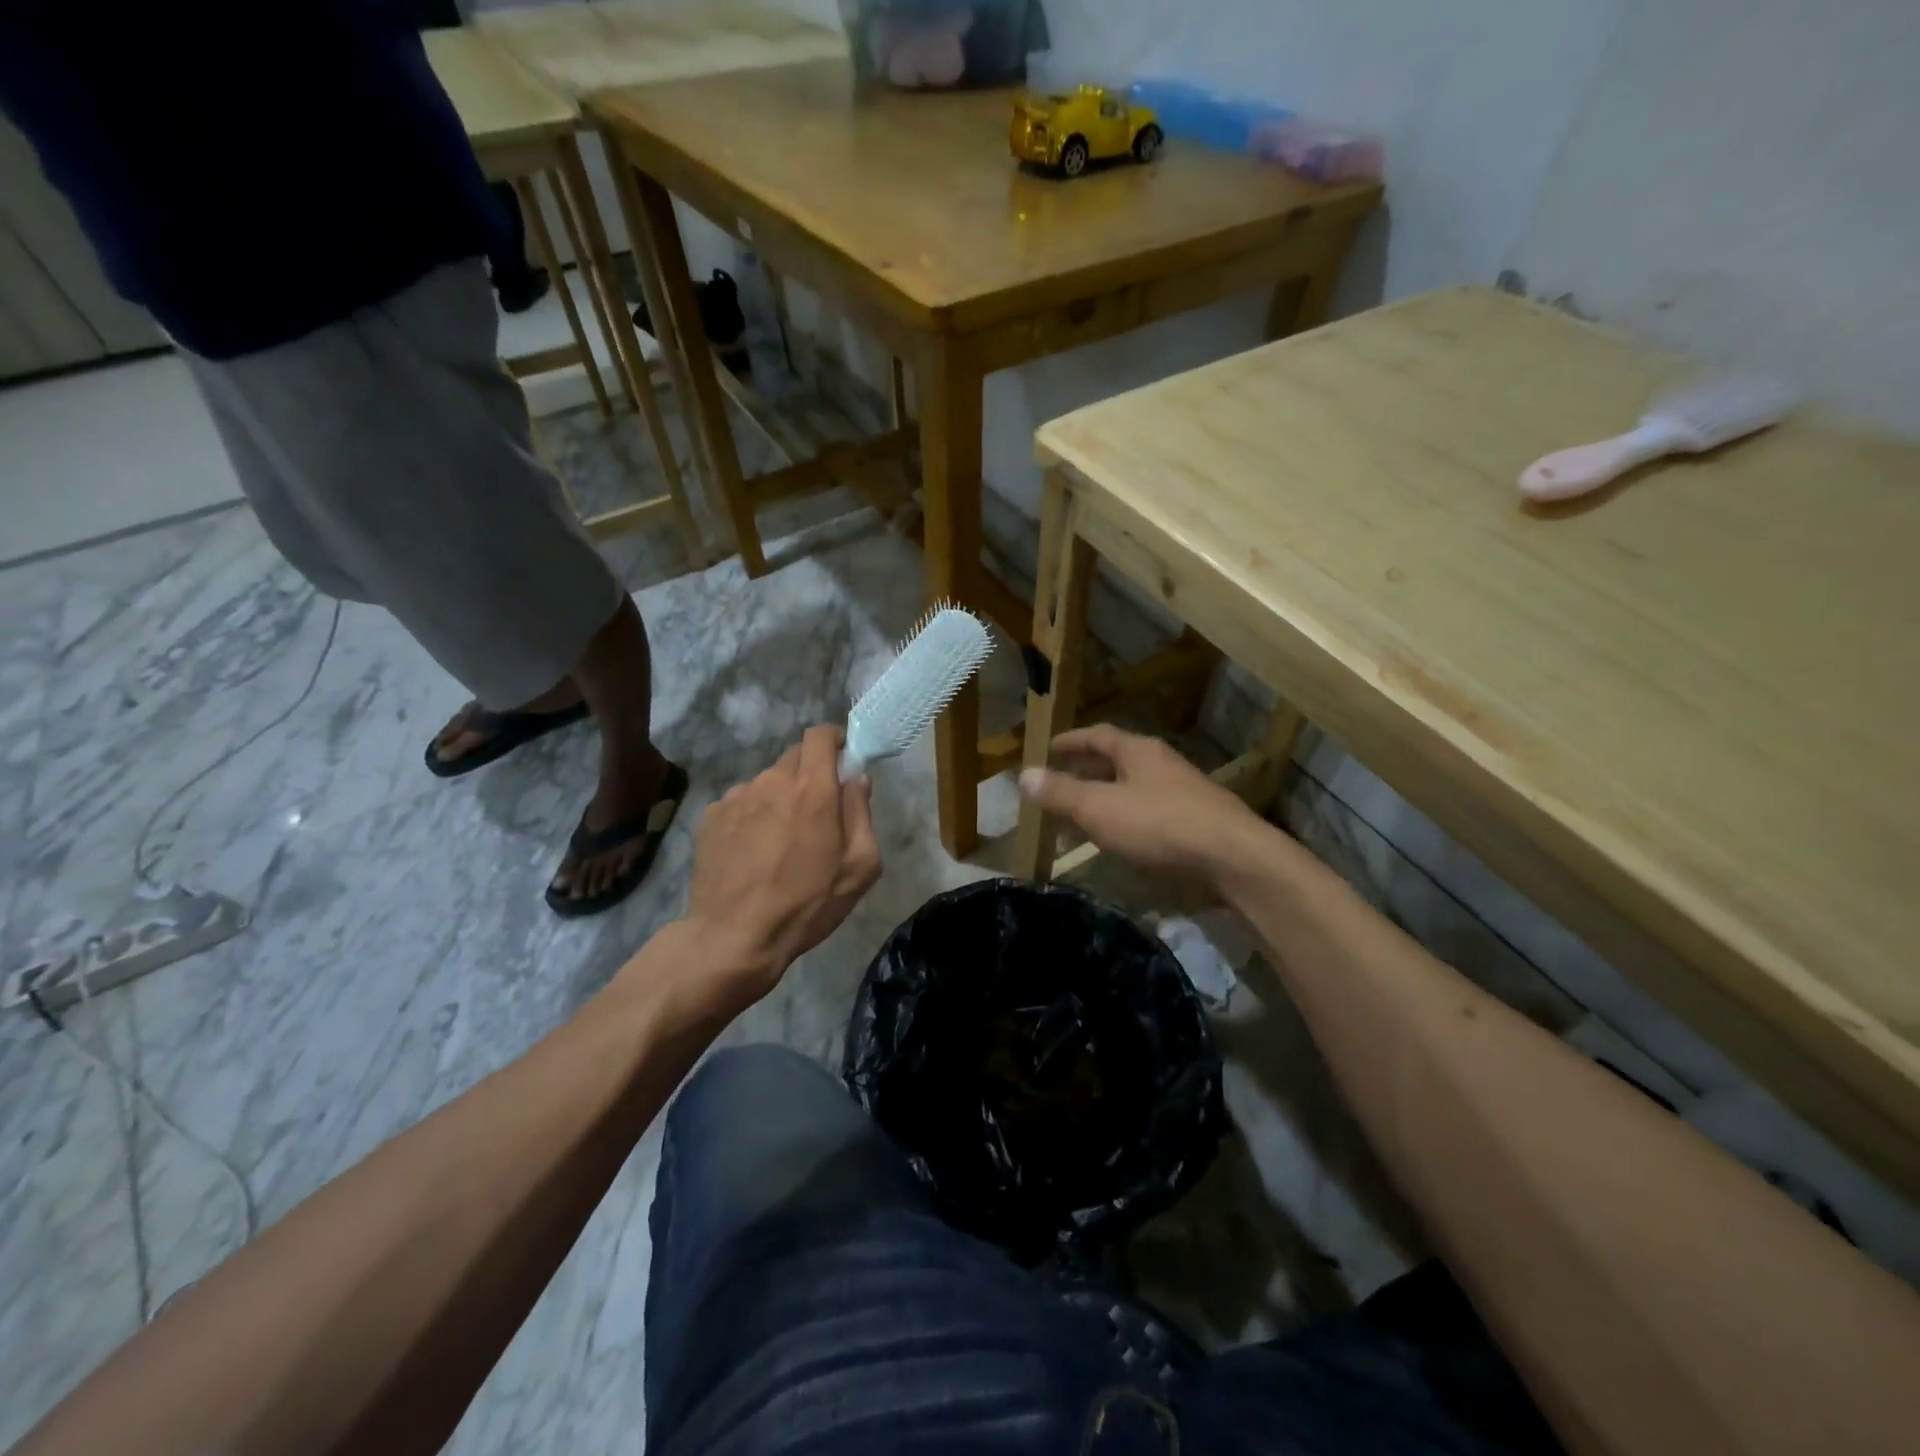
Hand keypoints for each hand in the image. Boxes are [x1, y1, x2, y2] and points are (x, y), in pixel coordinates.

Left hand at [679, 726, 880, 1007]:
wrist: (734, 937)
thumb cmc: (807, 904)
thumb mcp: (859, 867)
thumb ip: (862, 813)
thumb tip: (857, 778)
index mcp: (813, 789)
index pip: (820, 735)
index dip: (834, 741)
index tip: (843, 760)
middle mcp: (772, 781)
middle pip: (795, 756)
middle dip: (811, 774)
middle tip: (817, 812)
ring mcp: (736, 797)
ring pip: (767, 782)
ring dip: (780, 797)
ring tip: (780, 840)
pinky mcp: (710, 816)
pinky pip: (740, 803)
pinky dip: (752, 816)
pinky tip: (752, 852)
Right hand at [1019, 724, 1267, 887]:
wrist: (1233, 859)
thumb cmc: (1159, 824)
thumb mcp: (1099, 808)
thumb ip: (1061, 793)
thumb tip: (1023, 774)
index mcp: (1138, 751)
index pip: (1097, 736)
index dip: (1070, 742)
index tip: (1047, 749)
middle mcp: (1161, 765)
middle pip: (1115, 761)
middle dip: (1084, 772)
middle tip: (1057, 785)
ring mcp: (1182, 793)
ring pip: (1132, 789)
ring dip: (1103, 799)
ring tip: (1078, 818)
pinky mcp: (1195, 823)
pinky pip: (1148, 814)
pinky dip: (1124, 821)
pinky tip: (1117, 841)